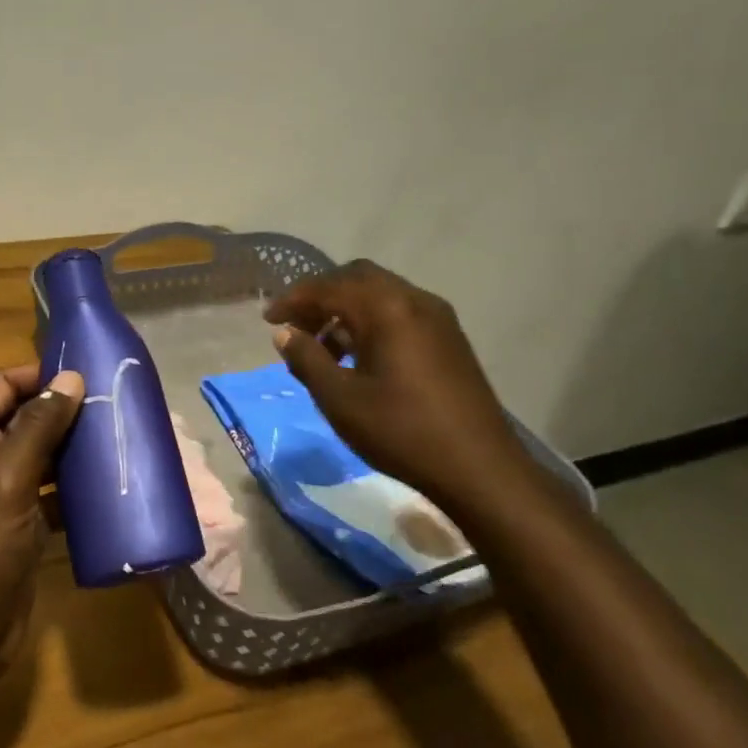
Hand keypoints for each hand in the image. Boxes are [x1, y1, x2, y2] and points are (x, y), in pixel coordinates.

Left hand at [0, 364, 85, 667]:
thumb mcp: (9, 480)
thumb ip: (39, 427)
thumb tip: (71, 377)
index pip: (1, 385)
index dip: (39, 375)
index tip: (85, 375)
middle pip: (22, 416)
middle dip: (62, 409)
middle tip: (110, 405)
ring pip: (39, 452)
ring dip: (72, 446)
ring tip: (115, 436)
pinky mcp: (19, 520)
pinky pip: (49, 488)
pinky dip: (72, 484)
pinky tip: (106, 482)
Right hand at [264, 261, 551, 520]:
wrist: (479, 468)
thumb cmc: (401, 431)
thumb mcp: (340, 399)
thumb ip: (307, 359)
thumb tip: (285, 333)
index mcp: (387, 308)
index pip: (328, 287)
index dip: (293, 299)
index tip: (267, 319)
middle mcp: (414, 300)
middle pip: (357, 278)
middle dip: (321, 296)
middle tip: (296, 325)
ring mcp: (438, 318)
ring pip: (380, 295)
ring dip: (346, 310)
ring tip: (323, 349)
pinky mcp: (449, 339)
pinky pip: (400, 313)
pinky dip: (371, 322)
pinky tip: (359, 359)